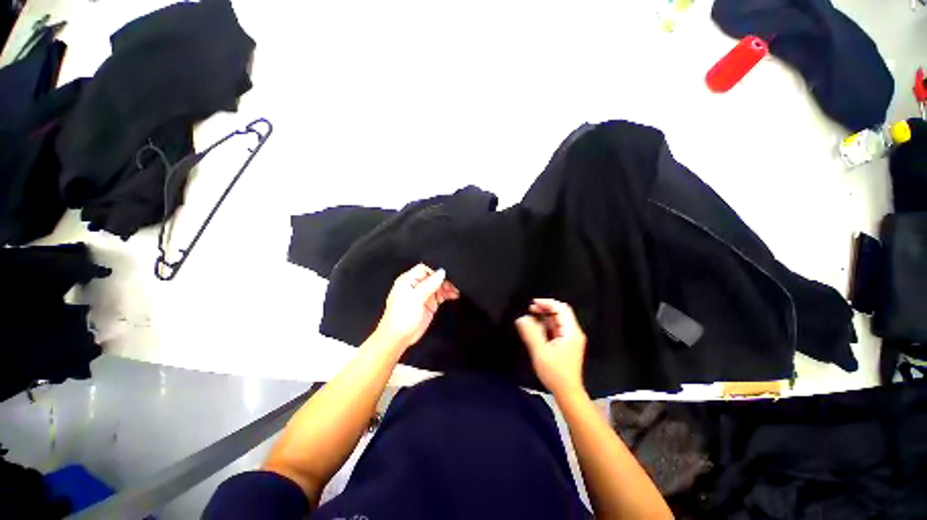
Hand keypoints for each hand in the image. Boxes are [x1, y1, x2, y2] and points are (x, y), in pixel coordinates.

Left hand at [375, 263, 459, 350]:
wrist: (398, 338)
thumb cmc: (402, 316)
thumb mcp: (416, 297)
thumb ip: (429, 284)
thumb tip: (442, 272)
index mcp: (408, 280)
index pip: (424, 269)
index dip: (435, 272)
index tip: (445, 278)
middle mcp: (416, 286)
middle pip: (433, 277)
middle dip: (444, 280)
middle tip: (454, 285)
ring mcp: (423, 295)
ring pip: (438, 286)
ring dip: (447, 287)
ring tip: (456, 291)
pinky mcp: (429, 304)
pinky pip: (440, 296)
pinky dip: (447, 295)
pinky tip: (454, 295)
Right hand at [516, 298, 586, 396]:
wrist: (567, 392)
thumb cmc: (555, 373)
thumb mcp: (540, 352)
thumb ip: (531, 333)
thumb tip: (521, 318)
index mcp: (571, 332)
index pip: (561, 309)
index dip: (547, 303)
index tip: (533, 303)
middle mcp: (573, 333)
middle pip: (560, 313)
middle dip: (545, 308)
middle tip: (530, 309)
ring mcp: (570, 338)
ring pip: (558, 320)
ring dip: (544, 316)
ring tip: (530, 316)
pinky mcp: (565, 344)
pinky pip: (556, 328)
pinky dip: (545, 325)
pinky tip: (535, 328)